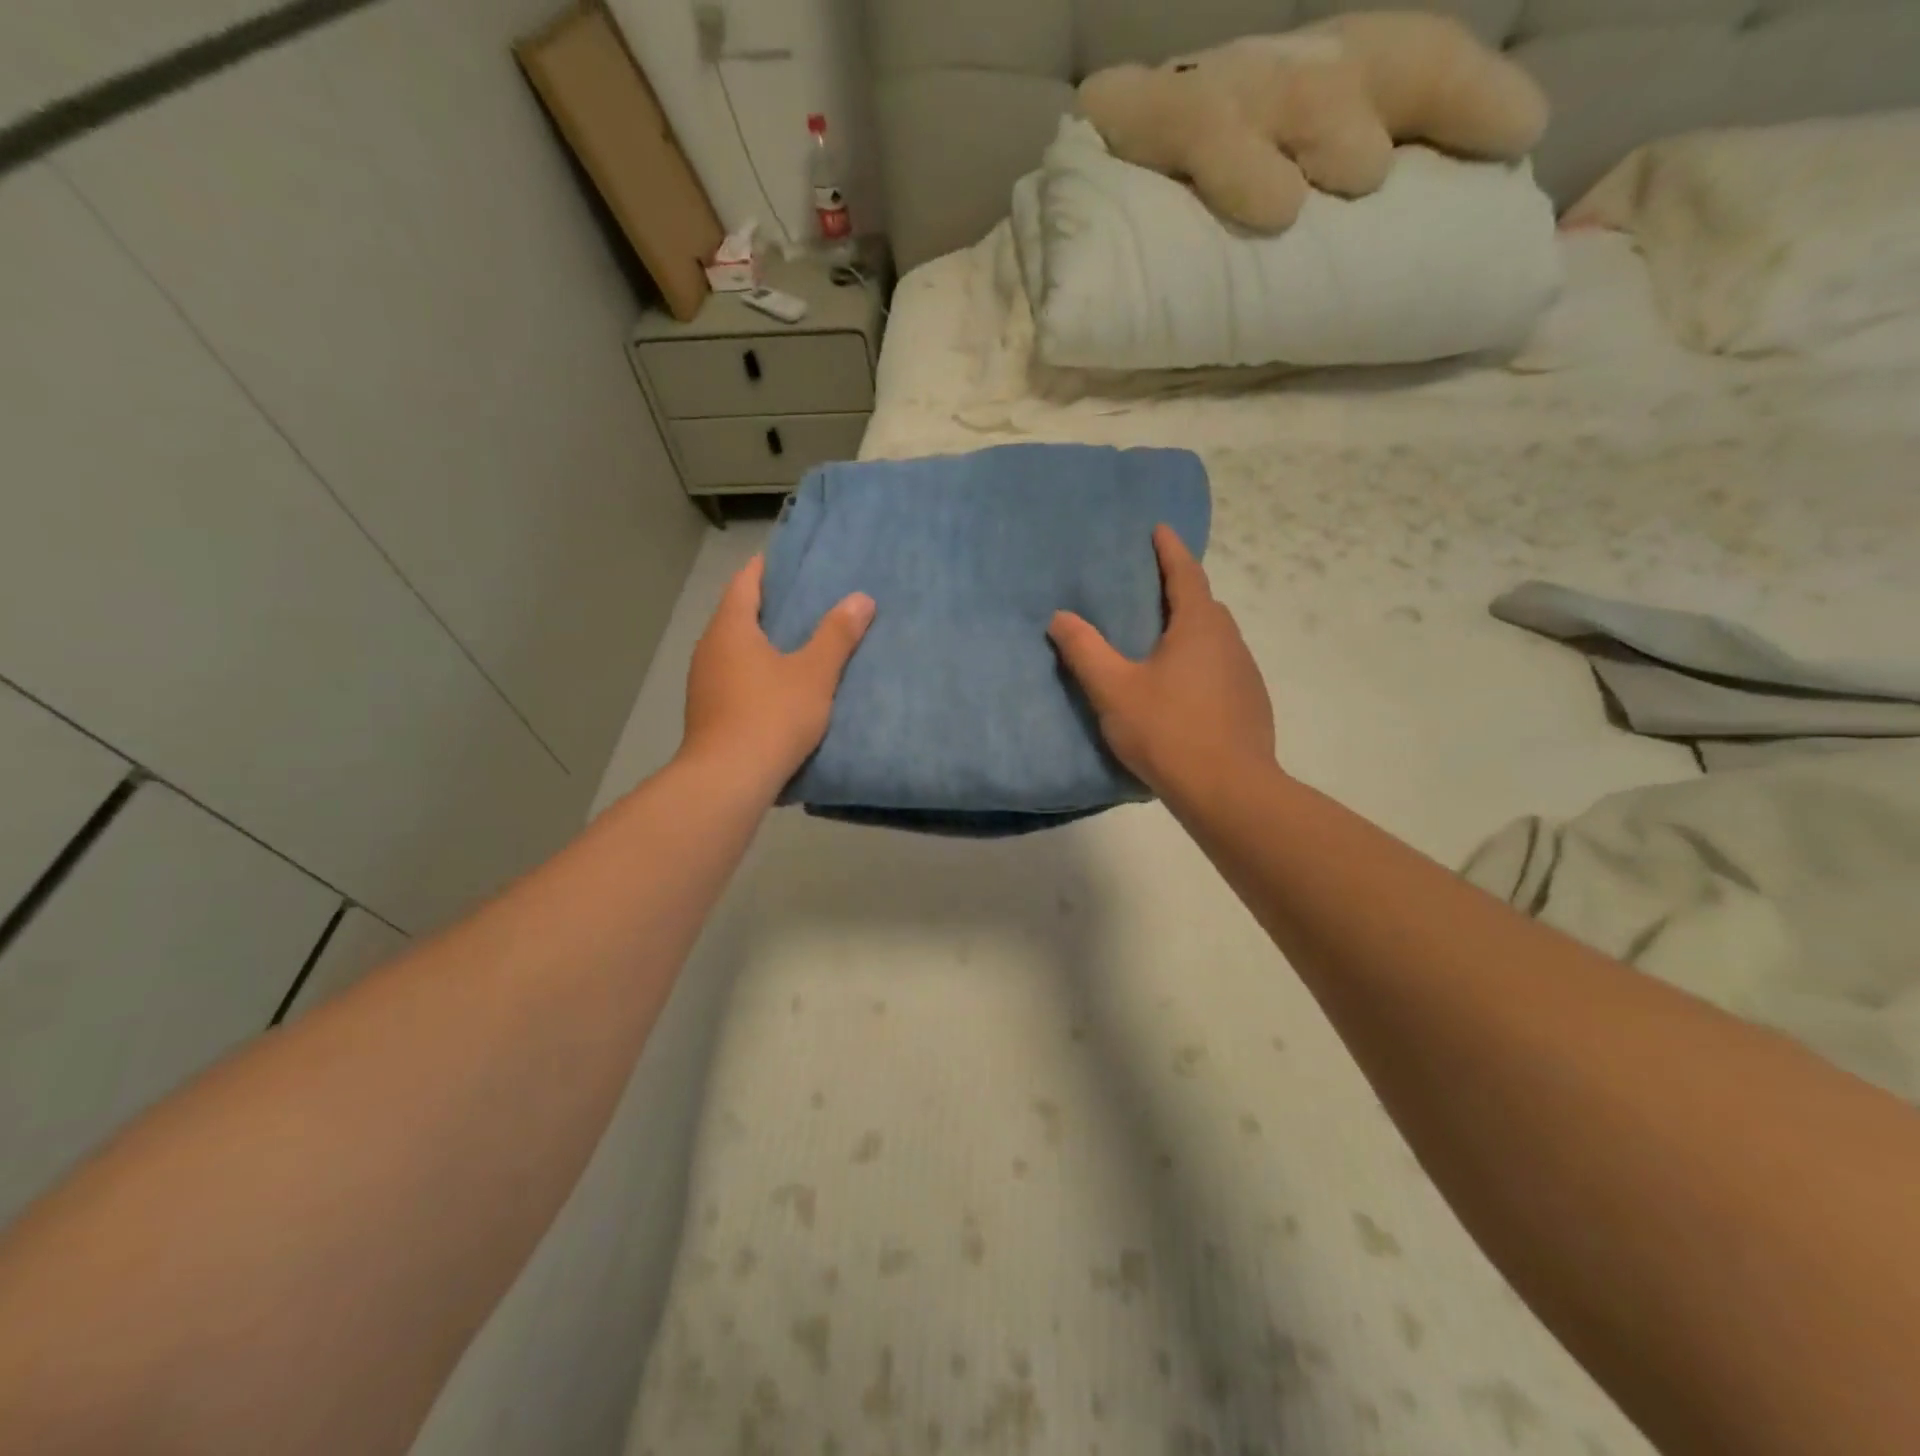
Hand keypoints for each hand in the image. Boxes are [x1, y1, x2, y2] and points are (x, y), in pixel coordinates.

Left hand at [682, 556, 873, 789]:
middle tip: (805, 601)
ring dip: (761, 644)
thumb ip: (837, 635)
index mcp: (730, 629)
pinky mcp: (708, 713)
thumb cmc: (772, 715)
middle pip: (737, 615)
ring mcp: (703, 684)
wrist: (729, 779)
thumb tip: (861, 598)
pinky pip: (733, 679)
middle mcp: (709, 649)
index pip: (744, 583)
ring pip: (734, 651)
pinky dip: (755, 673)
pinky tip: (778, 688)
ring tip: (797, 644)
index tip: (788, 560)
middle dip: (767, 607)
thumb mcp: (815, 674)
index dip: (765, 568)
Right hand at [1049, 525, 1273, 796]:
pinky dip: (1200, 662)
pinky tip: (1180, 688)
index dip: (1170, 550)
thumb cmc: (1168, 731)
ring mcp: (1245, 673)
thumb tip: (1060, 617)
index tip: (1159, 529)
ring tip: (1159, 639)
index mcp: (1198, 627)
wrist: (1228, 790)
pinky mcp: (1250, 704)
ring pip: (1214, 638)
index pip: (1185, 574)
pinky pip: (1221, 667)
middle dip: (1178, 590)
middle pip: (1203, 604)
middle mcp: (1228, 641)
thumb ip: (1084, 651)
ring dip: (1189, 629)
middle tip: (1147, 588)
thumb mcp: (1114, 690)